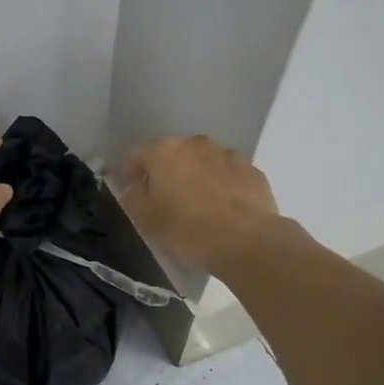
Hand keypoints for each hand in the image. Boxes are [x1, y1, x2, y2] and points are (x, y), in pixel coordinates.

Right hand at [120, 136, 280, 270]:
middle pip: (173, 153)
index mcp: (164, 152)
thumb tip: (135, 188)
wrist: (244, 240)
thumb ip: (134, 198)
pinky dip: (223, 186)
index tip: (134, 191)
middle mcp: (196, 144)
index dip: (132, 171)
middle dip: (167, 172)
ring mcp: (227, 155)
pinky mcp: (252, 170)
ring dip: (197, 176)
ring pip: (203, 161)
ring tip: (199, 205)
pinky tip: (224, 209)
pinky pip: (228, 174)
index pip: (138, 152)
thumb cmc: (186, 229)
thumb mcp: (146, 220)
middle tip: (167, 200)